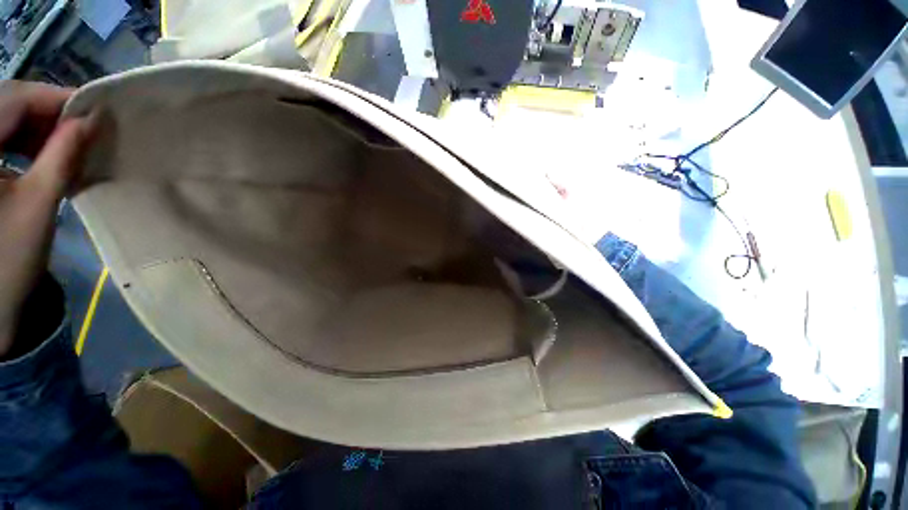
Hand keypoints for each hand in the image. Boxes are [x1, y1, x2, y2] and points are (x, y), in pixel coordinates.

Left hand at [0, 81, 92, 356]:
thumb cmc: (7, 257)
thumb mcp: (37, 204)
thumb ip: (63, 156)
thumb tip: (92, 121)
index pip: (16, 98)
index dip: (57, 98)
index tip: (95, 109)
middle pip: (7, 103)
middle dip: (48, 112)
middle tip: (83, 130)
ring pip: (4, 118)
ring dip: (37, 127)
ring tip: (64, 146)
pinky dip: (23, 141)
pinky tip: (39, 156)